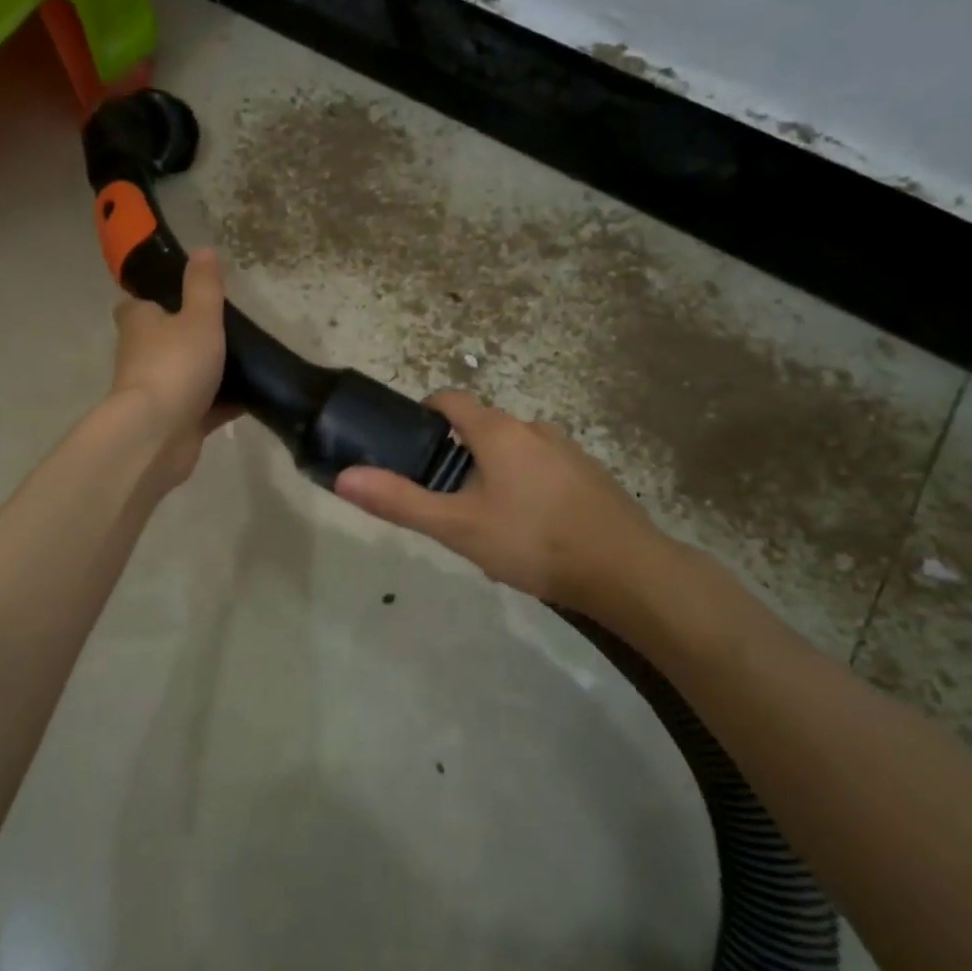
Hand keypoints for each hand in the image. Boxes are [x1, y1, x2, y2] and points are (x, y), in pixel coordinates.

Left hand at [108, 250, 234, 486]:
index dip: (159, 298)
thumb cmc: (175, 365)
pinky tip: (253, 396)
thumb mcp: (198, 317)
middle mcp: (141, 355)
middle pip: (165, 339)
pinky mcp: (175, 422)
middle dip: (190, 335)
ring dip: (209, 371)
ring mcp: (157, 391)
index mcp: (139, 323)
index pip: (140, 304)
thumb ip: (204, 286)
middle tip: (229, 327)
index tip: (187, 295)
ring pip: (186, 374)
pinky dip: (224, 402)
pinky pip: (204, 407)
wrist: (157, 434)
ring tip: (248, 359)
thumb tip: (203, 249)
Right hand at [334, 392, 672, 615]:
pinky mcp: (591, 475)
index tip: (409, 439)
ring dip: (494, 472)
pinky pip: (544, 469)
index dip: (425, 412)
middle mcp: (534, 428)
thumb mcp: (457, 526)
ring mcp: (569, 450)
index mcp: (498, 431)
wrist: (626, 571)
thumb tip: (344, 477)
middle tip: (445, 499)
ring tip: (486, 520)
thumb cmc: (532, 541)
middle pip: (483, 427)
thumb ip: (400, 501)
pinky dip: (527, 486)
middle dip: (459, 455)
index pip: (450, 399)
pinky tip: (531, 529)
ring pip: (516, 450)